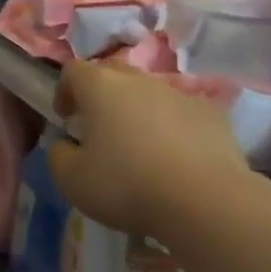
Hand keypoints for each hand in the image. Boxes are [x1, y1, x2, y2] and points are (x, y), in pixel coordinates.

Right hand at [48, 61, 259, 241]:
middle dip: (101, 96)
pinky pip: (183, 112)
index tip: (66, 118)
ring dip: (139, 111)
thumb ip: (58, 155)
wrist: (204, 201)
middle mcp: (140, 80)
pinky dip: (173, 127)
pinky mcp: (212, 114)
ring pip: (150, 93)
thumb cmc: (126, 185)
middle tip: (99, 128)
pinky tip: (176, 158)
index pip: (74, 70)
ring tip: (140, 147)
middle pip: (113, 73)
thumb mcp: (72, 180)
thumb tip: (65, 144)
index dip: (65, 91)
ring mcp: (180, 93)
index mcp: (101, 87)